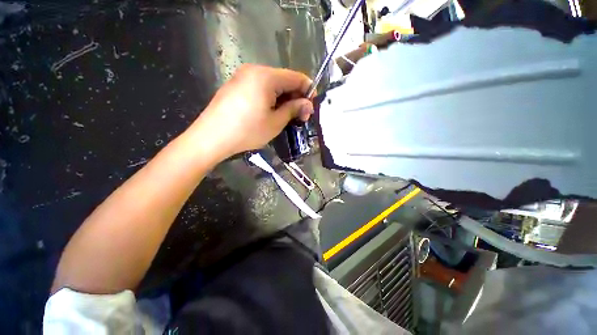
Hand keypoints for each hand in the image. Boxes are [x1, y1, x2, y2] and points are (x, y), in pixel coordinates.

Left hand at [190, 64, 313, 160]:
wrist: (211, 137)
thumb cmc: (247, 131)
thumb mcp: (275, 122)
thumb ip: (294, 109)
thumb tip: (308, 104)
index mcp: (267, 76)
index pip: (297, 78)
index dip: (308, 92)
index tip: (310, 109)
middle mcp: (255, 70)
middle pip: (285, 80)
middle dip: (295, 97)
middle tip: (299, 117)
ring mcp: (243, 76)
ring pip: (273, 84)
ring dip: (283, 99)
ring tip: (285, 117)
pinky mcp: (236, 85)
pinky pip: (260, 87)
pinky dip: (271, 98)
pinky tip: (270, 112)